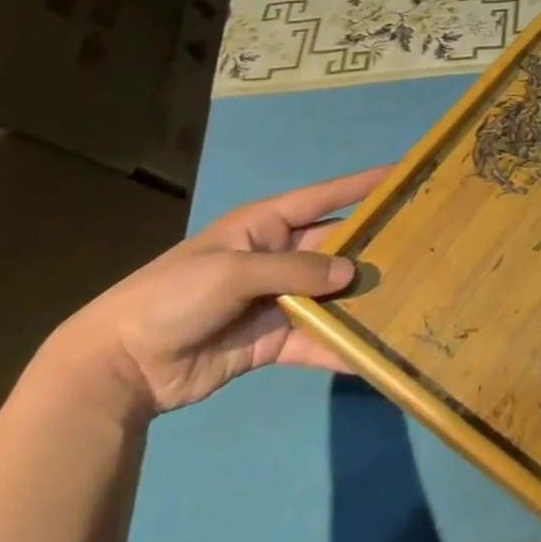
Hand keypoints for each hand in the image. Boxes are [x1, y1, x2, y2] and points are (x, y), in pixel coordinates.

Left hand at [43, 168, 390, 423]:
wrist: (119, 368)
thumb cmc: (174, 296)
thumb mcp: (234, 270)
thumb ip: (295, 269)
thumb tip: (349, 275)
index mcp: (267, 224)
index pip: (326, 196)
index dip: (363, 184)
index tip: (404, 173)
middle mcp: (280, 256)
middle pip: (336, 246)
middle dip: (371, 246)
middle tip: (421, 245)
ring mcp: (277, 299)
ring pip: (331, 294)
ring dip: (361, 299)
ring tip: (407, 297)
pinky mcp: (272, 340)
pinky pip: (314, 339)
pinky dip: (339, 347)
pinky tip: (370, 354)